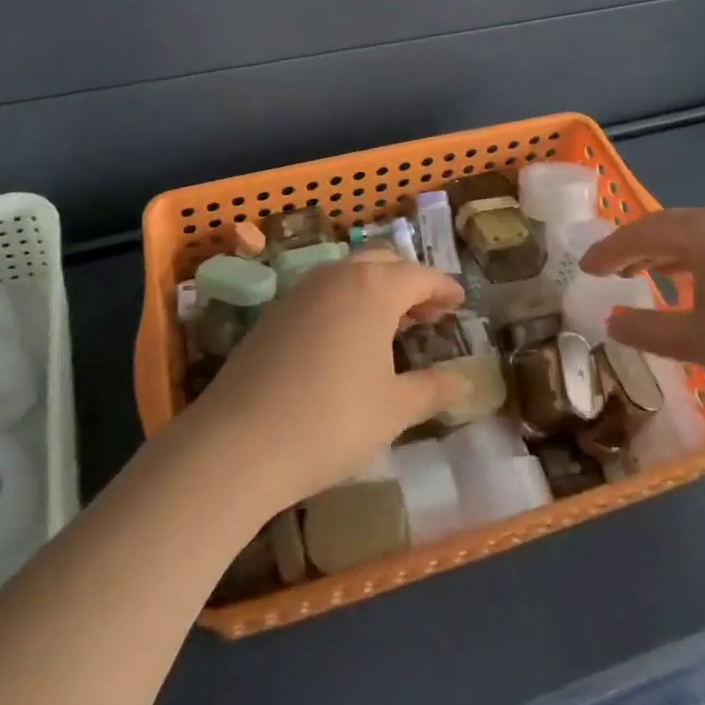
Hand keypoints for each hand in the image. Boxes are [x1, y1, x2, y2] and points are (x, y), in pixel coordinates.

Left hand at [184, 256, 470, 509]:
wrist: (240, 441)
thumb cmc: (332, 422)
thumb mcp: (393, 410)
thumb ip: (432, 390)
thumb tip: (465, 381)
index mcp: (373, 289)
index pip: (419, 276)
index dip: (443, 287)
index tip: (460, 300)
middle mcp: (337, 276)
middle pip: (383, 262)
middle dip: (410, 282)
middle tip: (430, 313)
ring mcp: (301, 290)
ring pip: (350, 273)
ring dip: (376, 289)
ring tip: (392, 325)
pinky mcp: (276, 311)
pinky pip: (323, 291)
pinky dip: (347, 300)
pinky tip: (348, 337)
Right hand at [582, 202, 704, 415]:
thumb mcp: (699, 342)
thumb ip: (647, 329)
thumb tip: (611, 321)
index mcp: (704, 228)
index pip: (640, 232)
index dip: (608, 252)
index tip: (584, 268)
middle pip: (671, 229)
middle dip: (639, 251)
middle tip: (613, 273)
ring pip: (702, 238)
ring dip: (672, 259)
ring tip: (652, 280)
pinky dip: (704, 264)